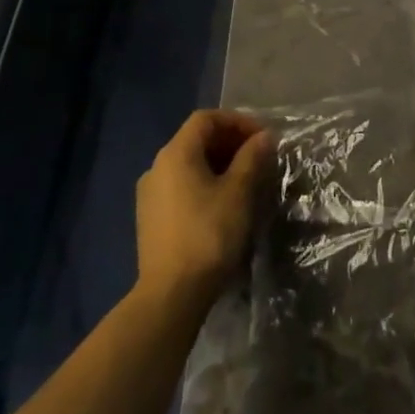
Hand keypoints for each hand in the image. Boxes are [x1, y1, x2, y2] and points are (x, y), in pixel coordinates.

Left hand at [135, 110, 273, 314]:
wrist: (171, 295)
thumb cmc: (208, 234)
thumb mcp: (238, 192)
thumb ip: (252, 158)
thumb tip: (264, 137)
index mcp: (176, 153)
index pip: (206, 118)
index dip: (237, 121)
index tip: (262, 138)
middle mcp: (157, 166)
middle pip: (196, 139)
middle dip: (230, 143)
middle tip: (258, 158)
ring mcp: (150, 194)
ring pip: (189, 164)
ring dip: (218, 164)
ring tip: (245, 181)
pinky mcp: (150, 218)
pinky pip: (180, 186)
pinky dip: (204, 184)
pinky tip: (223, 204)